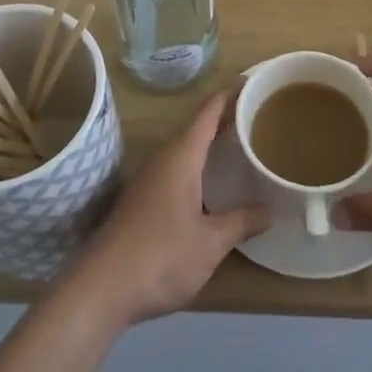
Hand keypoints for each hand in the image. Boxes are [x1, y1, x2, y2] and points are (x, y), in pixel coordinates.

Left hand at [66, 90, 267, 328]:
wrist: (100, 290)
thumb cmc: (160, 257)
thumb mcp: (209, 243)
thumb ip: (241, 222)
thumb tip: (271, 210)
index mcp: (180, 157)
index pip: (208, 113)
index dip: (230, 95)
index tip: (252, 81)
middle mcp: (162, 159)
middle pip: (196, 128)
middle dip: (225, 119)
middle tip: (258, 115)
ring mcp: (148, 180)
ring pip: (184, 150)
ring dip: (210, 143)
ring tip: (240, 144)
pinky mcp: (140, 201)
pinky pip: (176, 168)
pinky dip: (198, 165)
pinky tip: (211, 183)